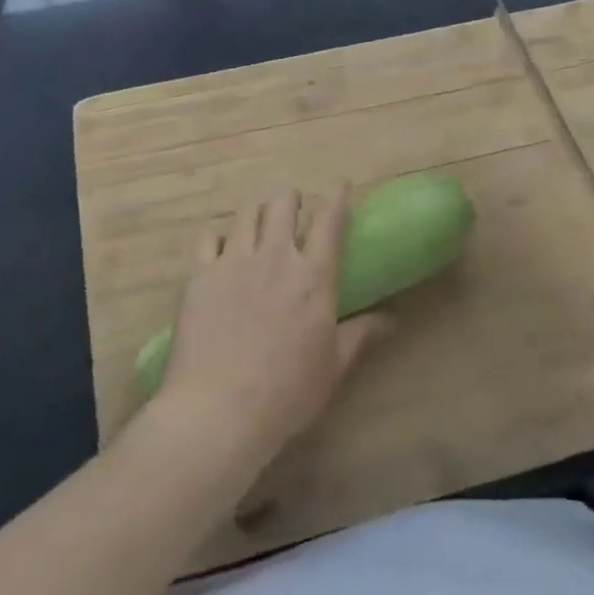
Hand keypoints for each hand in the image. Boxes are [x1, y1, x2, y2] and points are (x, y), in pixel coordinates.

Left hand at [158, 187, 387, 478]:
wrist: (219, 410)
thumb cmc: (286, 393)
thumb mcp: (333, 366)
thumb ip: (361, 334)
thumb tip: (392, 319)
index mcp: (314, 275)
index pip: (329, 219)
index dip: (337, 196)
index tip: (340, 184)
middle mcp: (276, 256)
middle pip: (283, 203)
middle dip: (290, 198)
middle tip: (292, 207)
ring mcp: (234, 261)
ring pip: (247, 212)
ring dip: (258, 209)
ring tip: (259, 218)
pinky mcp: (200, 274)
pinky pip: (209, 238)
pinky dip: (218, 237)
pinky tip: (220, 247)